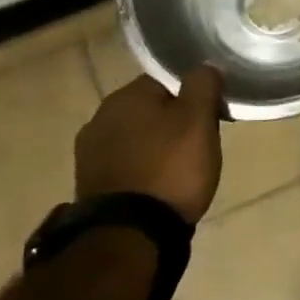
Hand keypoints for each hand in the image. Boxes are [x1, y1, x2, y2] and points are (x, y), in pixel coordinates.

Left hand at [75, 65, 224, 222]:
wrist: (129, 234)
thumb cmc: (171, 169)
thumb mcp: (199, 121)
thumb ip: (203, 85)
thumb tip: (205, 66)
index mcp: (126, 95)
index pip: (167, 81)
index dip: (193, 98)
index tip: (211, 119)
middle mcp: (100, 116)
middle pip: (149, 110)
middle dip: (172, 124)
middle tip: (198, 146)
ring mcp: (90, 152)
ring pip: (135, 138)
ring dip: (154, 148)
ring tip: (178, 171)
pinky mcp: (88, 183)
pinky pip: (124, 165)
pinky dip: (140, 170)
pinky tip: (156, 188)